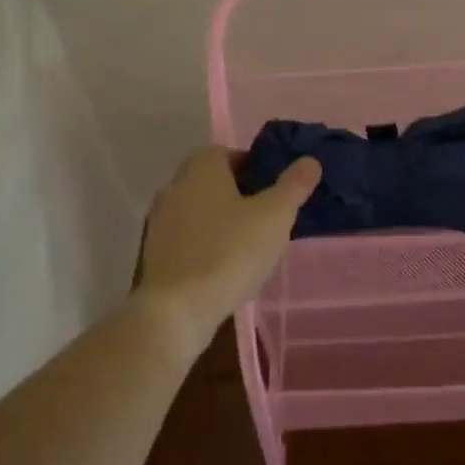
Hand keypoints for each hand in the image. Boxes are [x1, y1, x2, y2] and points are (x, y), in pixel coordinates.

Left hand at [137, 147, 321, 357]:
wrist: (175, 311)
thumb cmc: (229, 252)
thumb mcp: (275, 216)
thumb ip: (294, 185)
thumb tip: (310, 161)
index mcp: (202, 167)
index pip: (230, 153)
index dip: (255, 166)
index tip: (275, 189)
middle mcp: (176, 186)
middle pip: (214, 181)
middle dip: (240, 194)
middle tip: (268, 215)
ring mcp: (161, 221)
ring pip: (200, 210)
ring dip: (223, 221)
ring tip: (251, 244)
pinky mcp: (155, 253)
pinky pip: (189, 238)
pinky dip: (207, 244)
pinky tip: (226, 266)